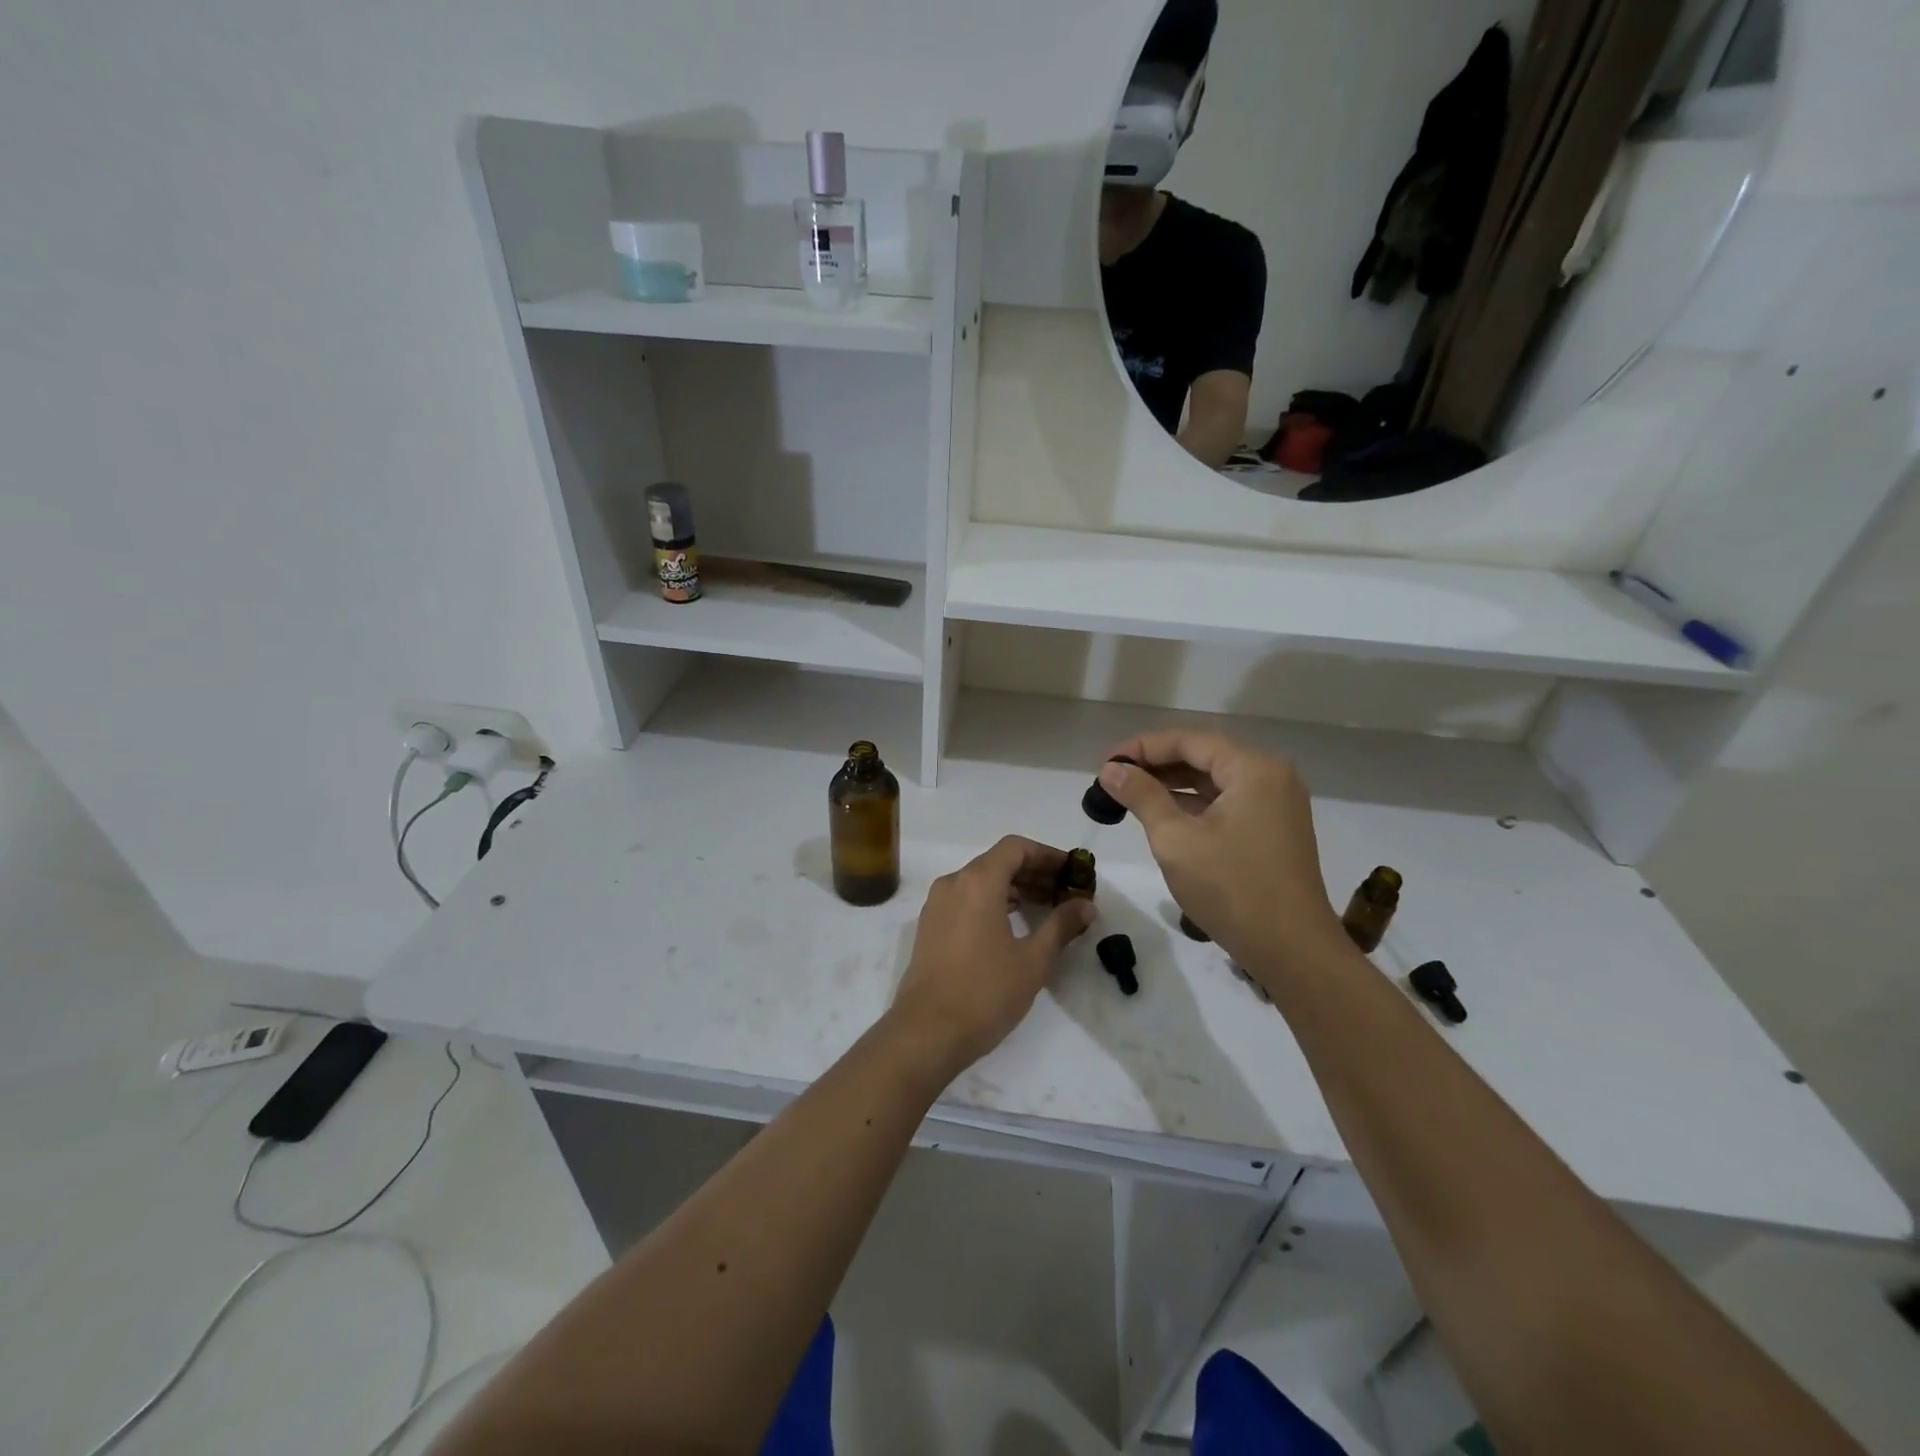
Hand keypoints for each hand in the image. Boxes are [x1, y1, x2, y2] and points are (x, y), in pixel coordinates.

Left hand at [888, 836, 1095, 1080]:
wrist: (926, 1033)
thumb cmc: (985, 992)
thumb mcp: (1033, 960)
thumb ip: (1061, 925)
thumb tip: (1086, 905)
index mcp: (978, 882)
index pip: (1016, 847)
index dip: (1048, 855)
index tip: (1072, 872)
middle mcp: (953, 883)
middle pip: (998, 861)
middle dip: (1034, 872)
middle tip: (1066, 892)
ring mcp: (937, 904)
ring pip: (981, 881)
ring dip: (1014, 888)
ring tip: (1046, 908)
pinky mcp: (930, 926)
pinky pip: (966, 899)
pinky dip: (992, 902)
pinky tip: (1013, 925)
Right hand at [1097, 732, 1347, 978]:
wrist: (1293, 951)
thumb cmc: (1231, 889)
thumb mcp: (1175, 839)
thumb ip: (1141, 796)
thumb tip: (1110, 769)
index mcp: (1253, 768)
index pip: (1188, 741)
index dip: (1142, 748)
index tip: (1105, 762)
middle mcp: (1271, 776)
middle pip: (1203, 756)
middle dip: (1156, 765)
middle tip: (1112, 778)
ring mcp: (1277, 804)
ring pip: (1214, 781)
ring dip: (1172, 786)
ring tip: (1128, 795)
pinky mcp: (1275, 829)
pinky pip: (1227, 803)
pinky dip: (1194, 805)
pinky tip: (1162, 815)